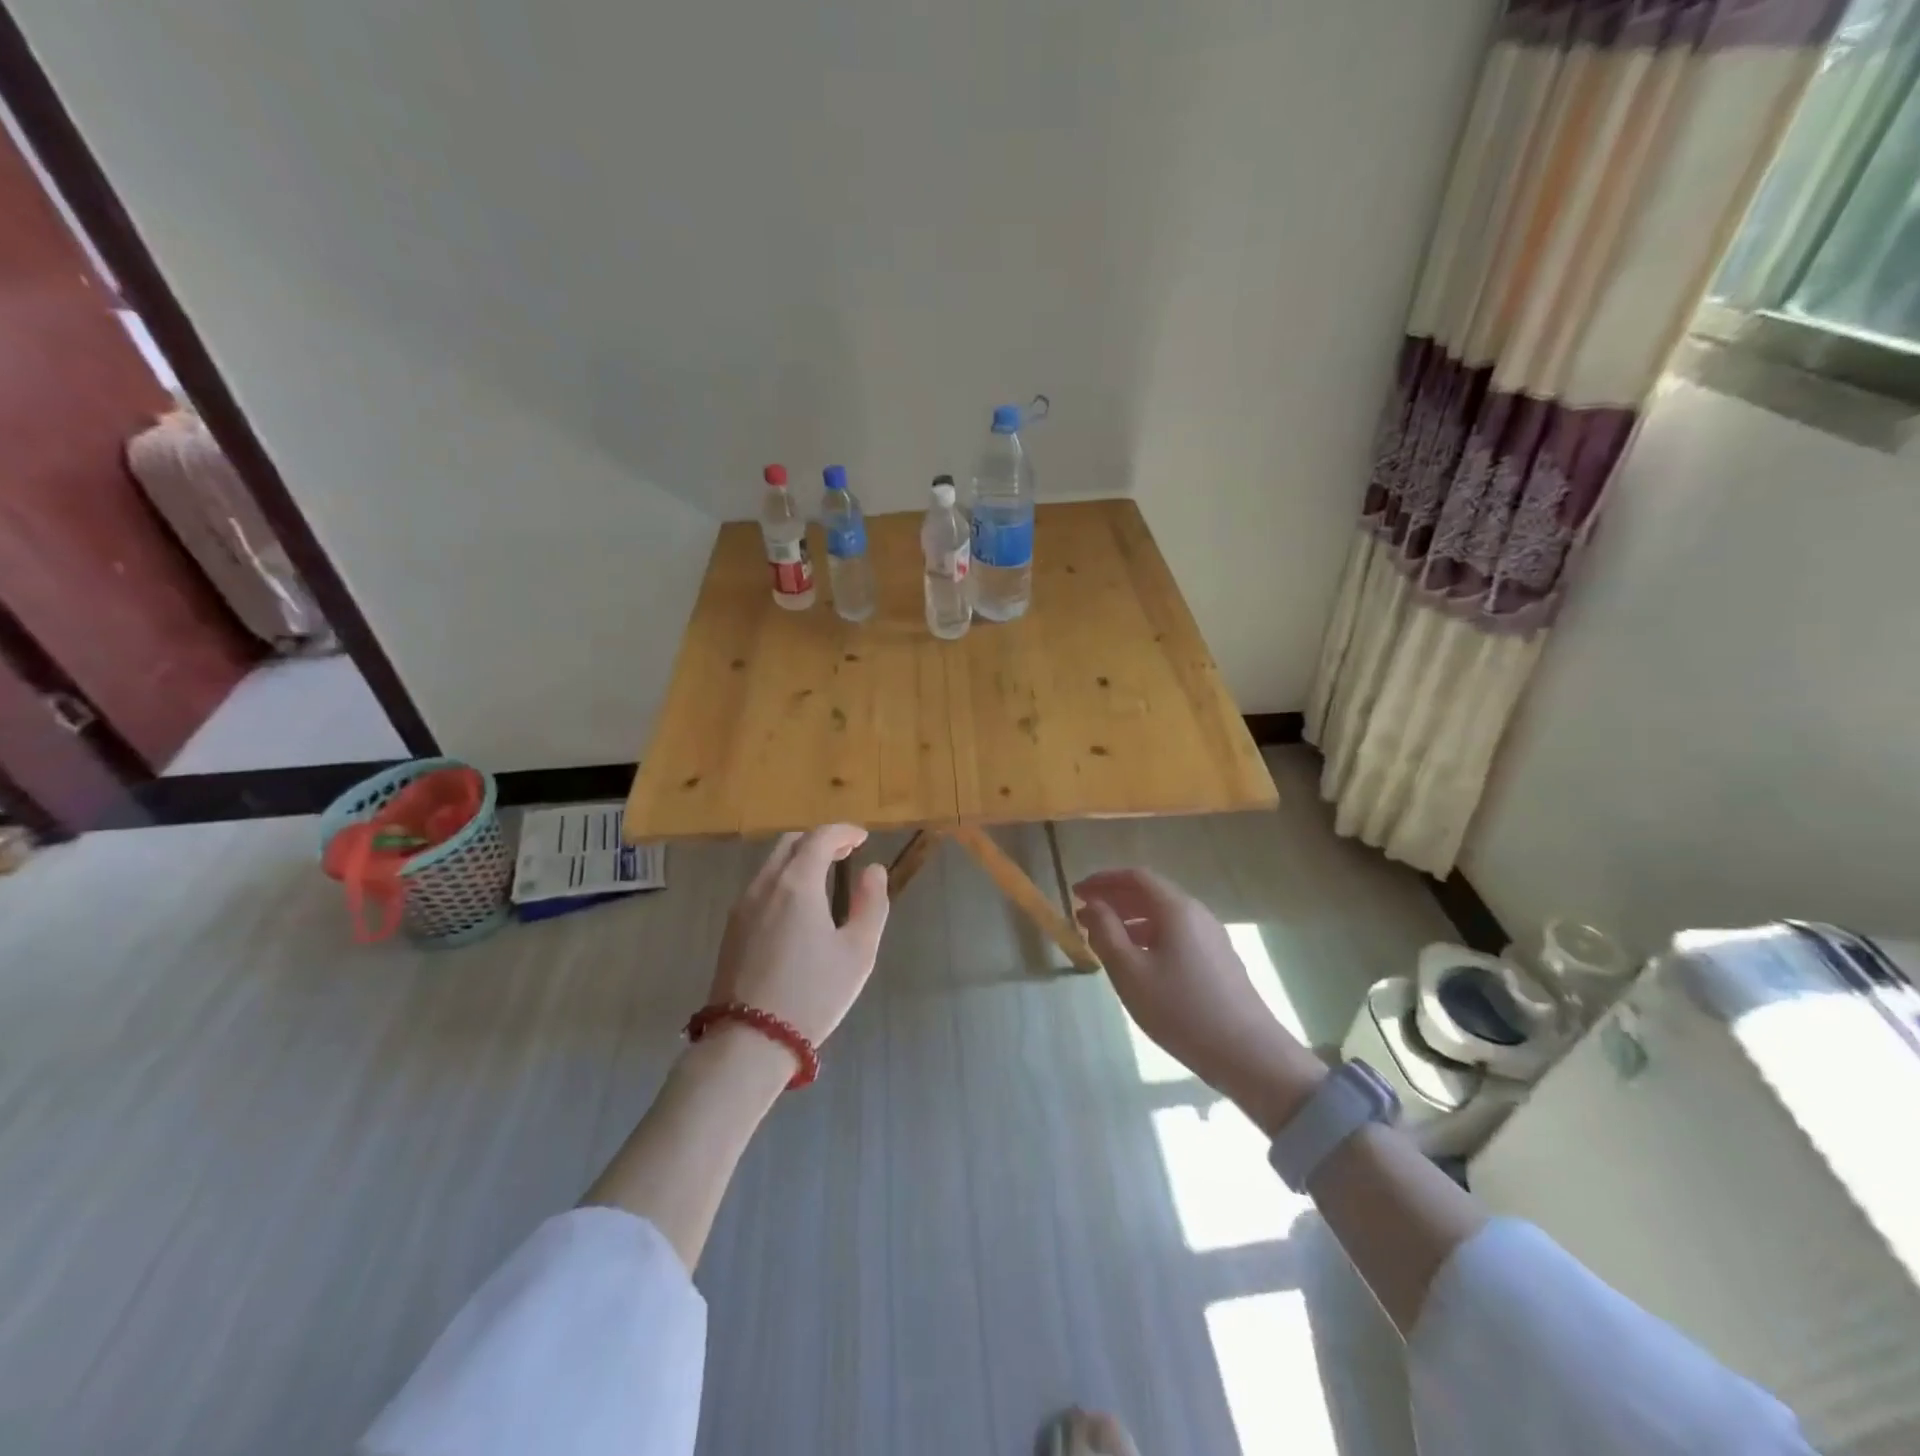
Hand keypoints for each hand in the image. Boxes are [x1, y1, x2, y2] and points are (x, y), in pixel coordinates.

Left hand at [709, 826, 889, 1048]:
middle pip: (790, 844)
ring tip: (824, 879)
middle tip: (845, 854)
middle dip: (819, 841)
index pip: (820, 838)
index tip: (862, 838)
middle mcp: (764, 886)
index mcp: (797, 884)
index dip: (843, 832)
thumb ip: (871, 904)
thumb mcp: (858, 952)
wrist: (749, 1041)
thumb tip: (873, 870)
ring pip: (771, 865)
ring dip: (799, 860)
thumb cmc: (813, 994)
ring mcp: (742, 907)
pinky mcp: (731, 930)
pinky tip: (798, 907)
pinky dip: (783, 880)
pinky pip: (760, 888)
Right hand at [1074, 868, 1325, 1131]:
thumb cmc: (1181, 1009)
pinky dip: (1149, 936)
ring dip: (1130, 920)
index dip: (1103, 880)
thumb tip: (1092, 905)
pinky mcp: (1218, 960)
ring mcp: (1211, 937)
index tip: (1077, 891)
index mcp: (1176, 909)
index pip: (1135, 877)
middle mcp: (1197, 914)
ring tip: (1104, 939)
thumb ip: (1106, 932)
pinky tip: (1137, 961)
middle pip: (1150, 893)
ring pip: (1163, 916)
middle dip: (1114, 899)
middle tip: (1084, 915)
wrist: (1248, 1054)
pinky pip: (1176, 934)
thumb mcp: (1131, 972)